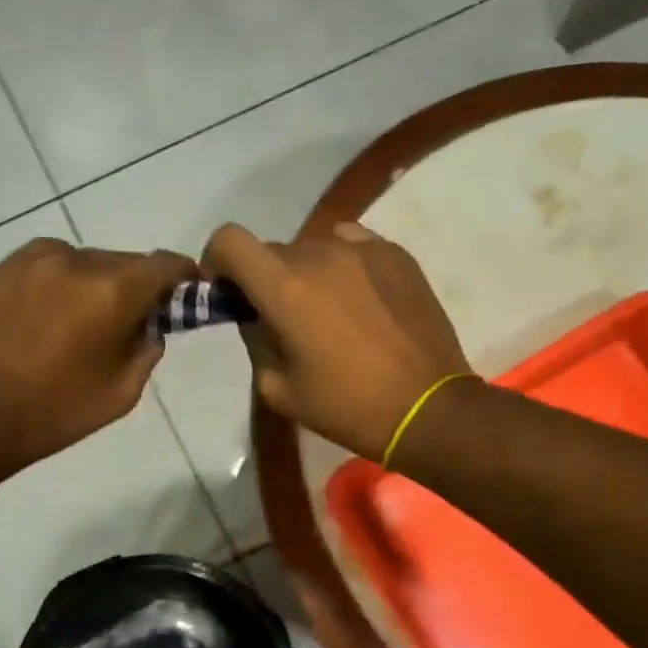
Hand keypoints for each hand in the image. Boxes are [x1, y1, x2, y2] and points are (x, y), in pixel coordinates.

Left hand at [0, 237, 196, 467]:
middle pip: (125, 261)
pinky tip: (48, 312)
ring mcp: (35, 259)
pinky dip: (60, 280)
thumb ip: (147, 349)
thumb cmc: (57, 411)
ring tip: (80, 318)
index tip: (186, 289)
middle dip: (135, 286)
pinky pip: (48, 263)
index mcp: (113, 291)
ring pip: (85, 260)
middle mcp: (77, 261)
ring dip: (95, 282)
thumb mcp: (123, 391)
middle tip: (129, 318)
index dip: (183, 275)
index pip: (165, 264)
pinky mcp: (4, 267)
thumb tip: (149, 325)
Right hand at [201, 221, 472, 460]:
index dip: (218, 259)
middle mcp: (320, 254)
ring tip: (327, 308)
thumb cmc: (347, 407)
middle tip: (282, 316)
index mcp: (284, 288)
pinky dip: (342, 264)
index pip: (230, 239)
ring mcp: (363, 249)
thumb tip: (252, 315)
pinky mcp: (396, 254)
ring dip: (305, 271)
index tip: (227, 289)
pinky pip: (352, 245)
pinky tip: (358, 298)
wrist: (429, 408)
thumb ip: (255, 340)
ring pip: (313, 246)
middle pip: (272, 249)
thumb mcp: (279, 388)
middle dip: (265, 277)